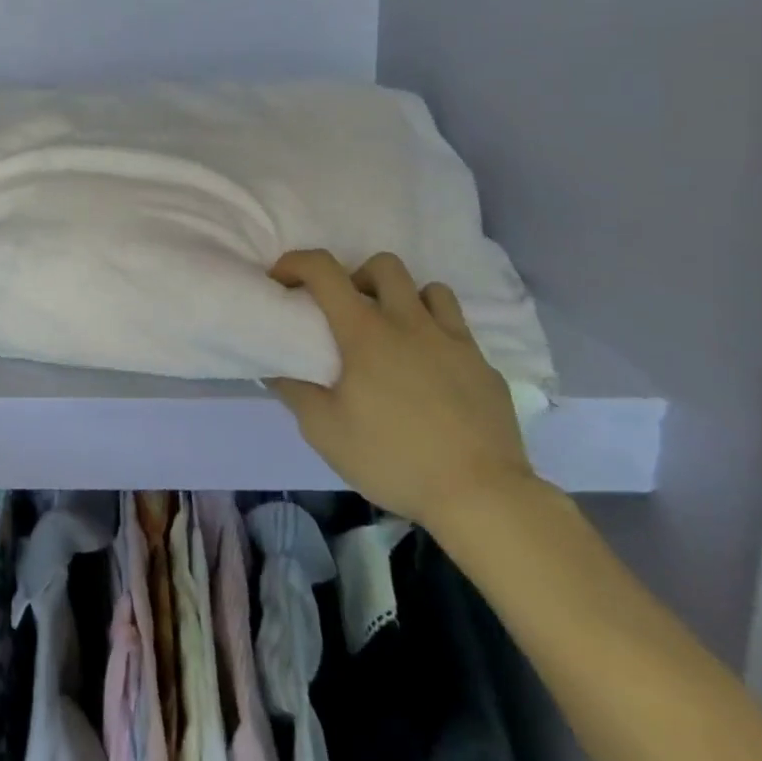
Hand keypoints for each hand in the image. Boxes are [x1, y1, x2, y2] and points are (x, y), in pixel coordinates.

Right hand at [267, 249, 537, 530]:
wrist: (483, 497)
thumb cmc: (394, 459)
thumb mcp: (324, 432)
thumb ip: (295, 392)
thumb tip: (276, 367)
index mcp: (366, 331)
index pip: (324, 270)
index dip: (296, 263)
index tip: (283, 280)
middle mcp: (410, 322)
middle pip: (384, 265)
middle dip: (359, 276)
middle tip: (349, 312)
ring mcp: (454, 342)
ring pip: (431, 290)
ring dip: (406, 300)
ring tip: (397, 334)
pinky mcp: (485, 367)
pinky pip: (460, 334)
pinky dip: (440, 340)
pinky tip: (435, 377)